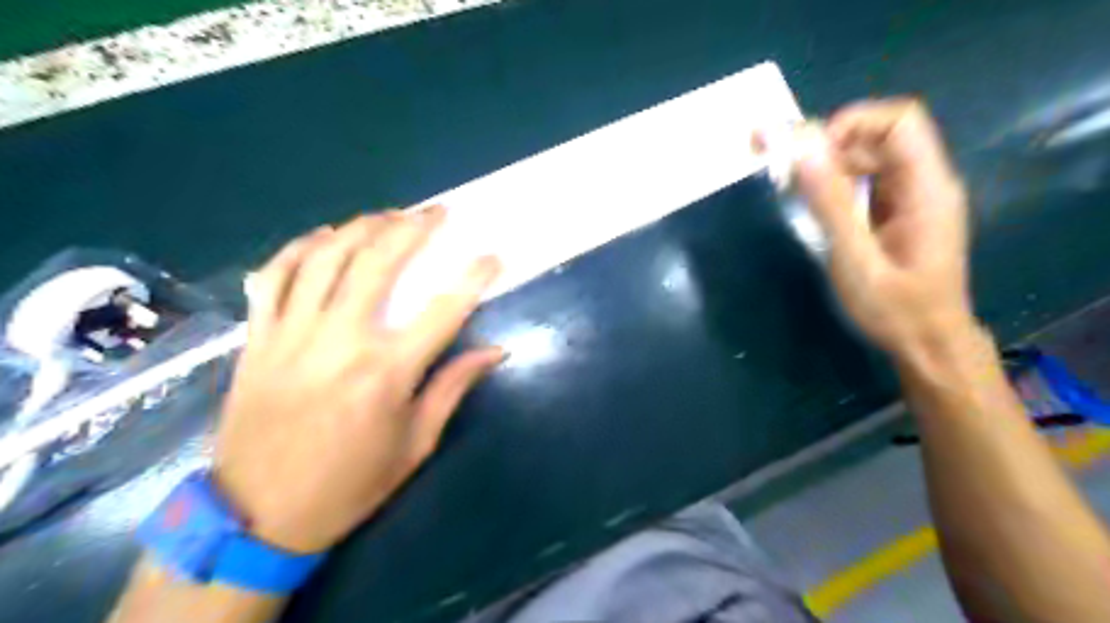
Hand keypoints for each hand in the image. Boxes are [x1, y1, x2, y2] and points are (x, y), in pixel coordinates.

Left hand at [211, 209, 503, 554]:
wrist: (259, 516)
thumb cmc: (350, 485)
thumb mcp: (415, 445)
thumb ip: (453, 389)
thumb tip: (495, 351)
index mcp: (386, 374)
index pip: (442, 311)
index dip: (473, 277)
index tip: (492, 256)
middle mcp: (339, 343)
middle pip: (378, 265)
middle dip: (413, 229)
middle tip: (436, 212)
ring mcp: (291, 336)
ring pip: (325, 260)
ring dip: (361, 228)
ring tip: (388, 215)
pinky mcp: (258, 340)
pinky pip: (274, 278)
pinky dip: (299, 248)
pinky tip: (323, 236)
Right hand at [789, 97, 977, 359]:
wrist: (928, 345)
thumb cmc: (896, 309)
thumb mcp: (856, 260)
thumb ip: (831, 204)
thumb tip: (803, 150)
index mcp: (927, 188)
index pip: (900, 121)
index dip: (853, 124)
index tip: (810, 153)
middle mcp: (924, 184)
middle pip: (879, 137)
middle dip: (830, 145)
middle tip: (785, 171)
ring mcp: (911, 200)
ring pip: (869, 160)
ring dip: (828, 166)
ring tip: (791, 189)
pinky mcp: (897, 215)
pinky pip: (866, 184)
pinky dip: (835, 187)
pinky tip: (812, 206)